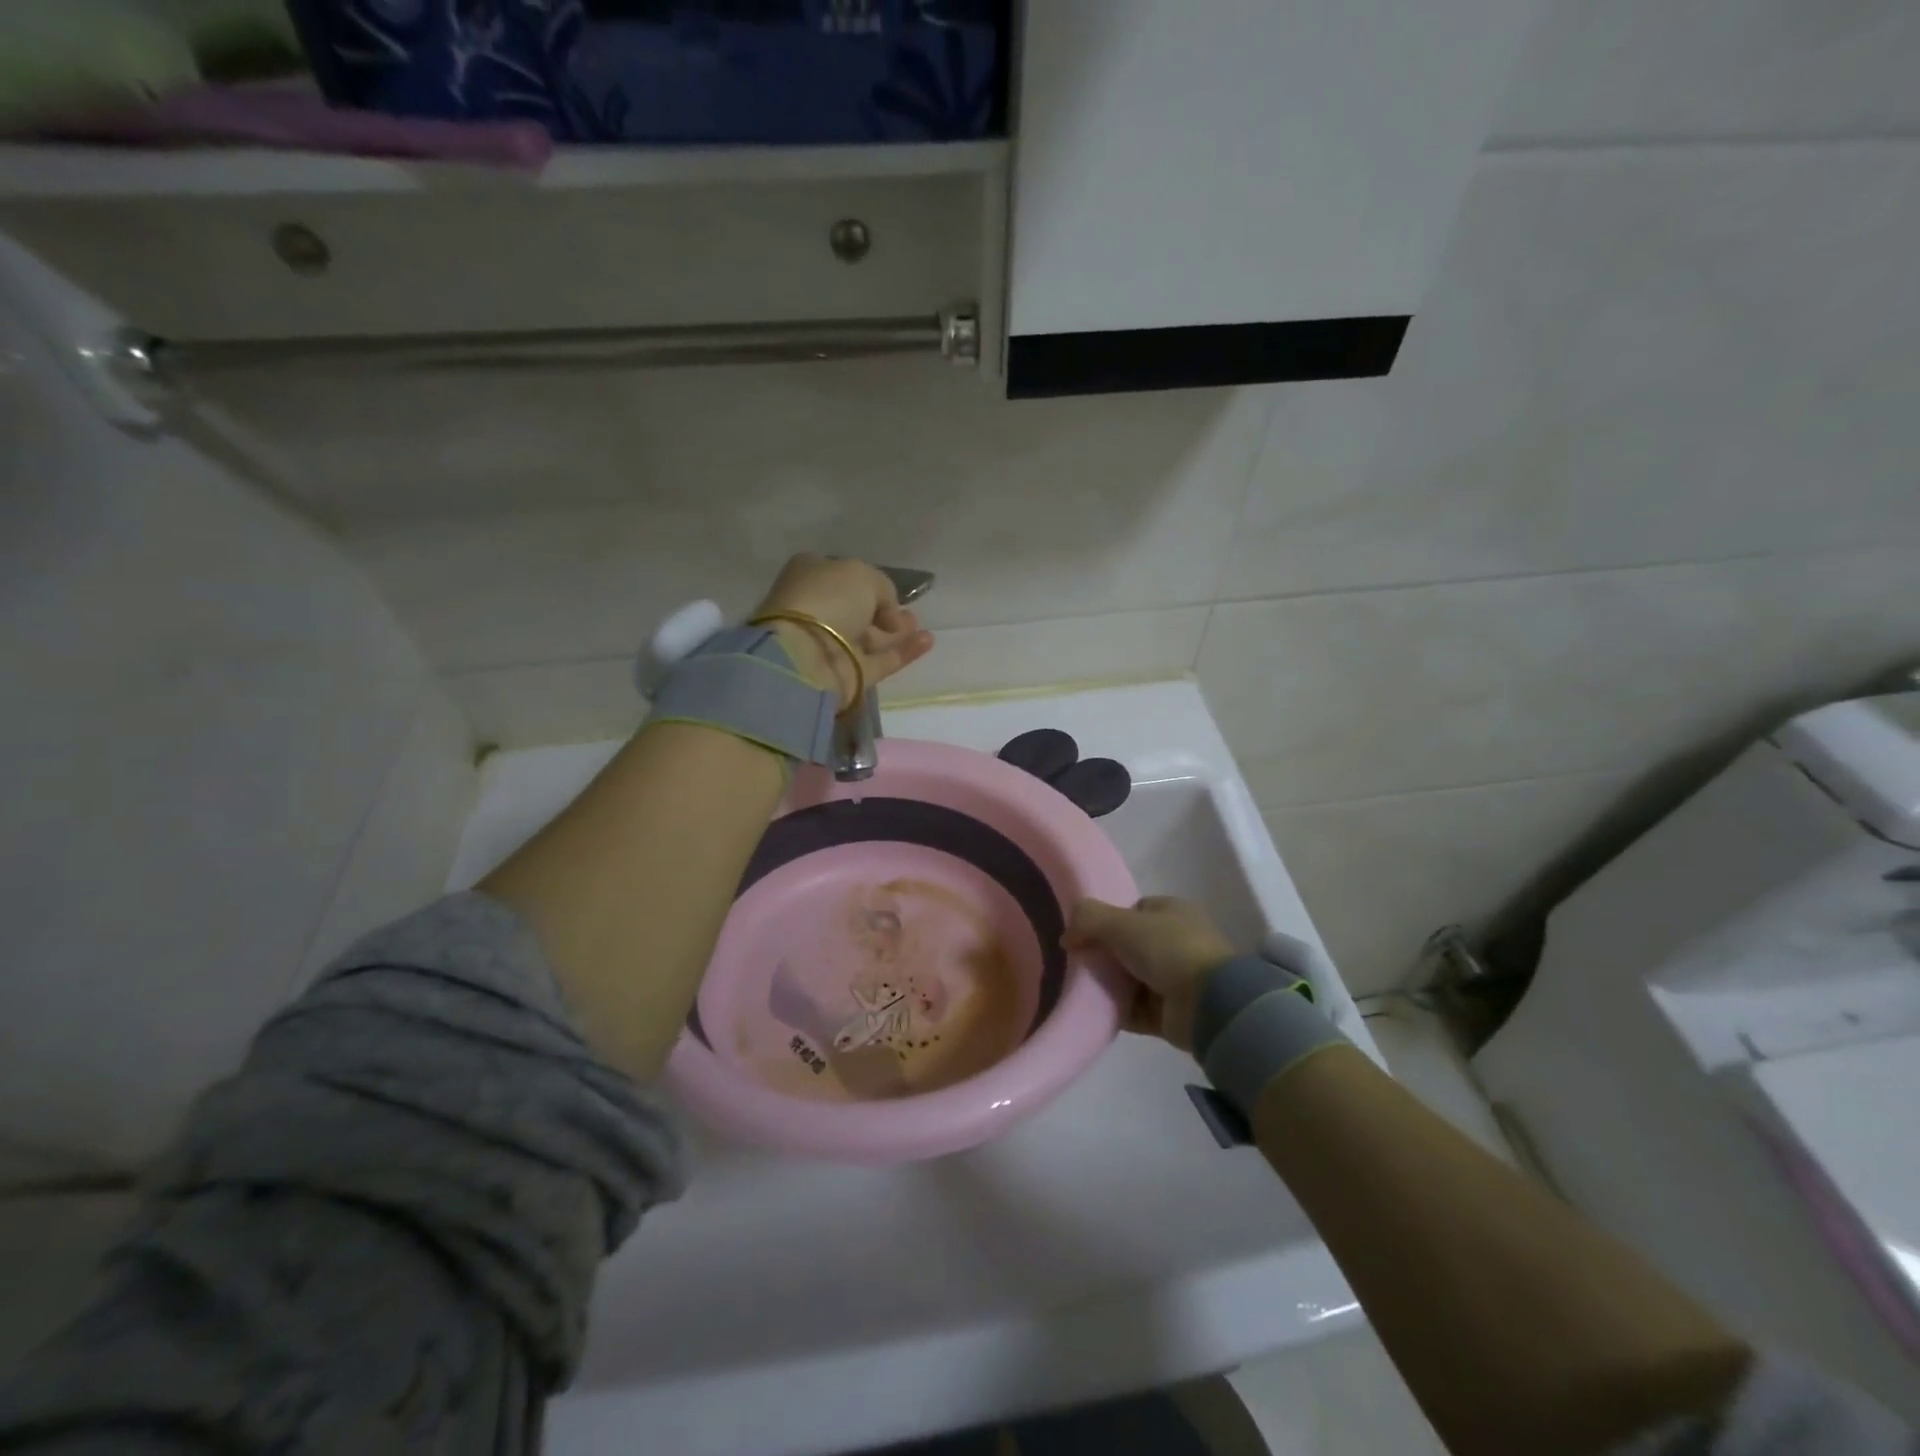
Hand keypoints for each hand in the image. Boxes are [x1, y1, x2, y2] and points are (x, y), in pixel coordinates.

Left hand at [753, 554, 934, 709]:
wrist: (806, 655)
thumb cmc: (828, 599)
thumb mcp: (861, 574)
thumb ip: (882, 588)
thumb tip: (888, 614)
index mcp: (809, 578)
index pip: (840, 576)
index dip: (864, 581)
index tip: (887, 588)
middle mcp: (818, 611)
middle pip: (855, 610)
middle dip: (881, 610)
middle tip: (907, 609)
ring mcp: (832, 646)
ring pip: (869, 637)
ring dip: (895, 631)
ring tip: (919, 624)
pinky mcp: (850, 674)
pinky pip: (882, 660)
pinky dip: (904, 651)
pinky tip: (928, 640)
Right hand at [1063, 896, 1234, 1050]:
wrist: (1210, 1005)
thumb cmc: (1170, 950)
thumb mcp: (1122, 923)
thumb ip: (1088, 919)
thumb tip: (1066, 935)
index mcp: (1172, 912)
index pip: (1132, 911)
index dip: (1106, 920)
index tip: (1083, 935)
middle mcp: (1176, 942)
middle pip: (1127, 946)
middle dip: (1103, 955)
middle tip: (1076, 964)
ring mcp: (1175, 979)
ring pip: (1129, 978)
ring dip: (1107, 985)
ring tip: (1079, 989)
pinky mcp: (1170, 1012)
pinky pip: (1134, 1009)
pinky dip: (1115, 1010)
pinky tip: (1093, 1011)